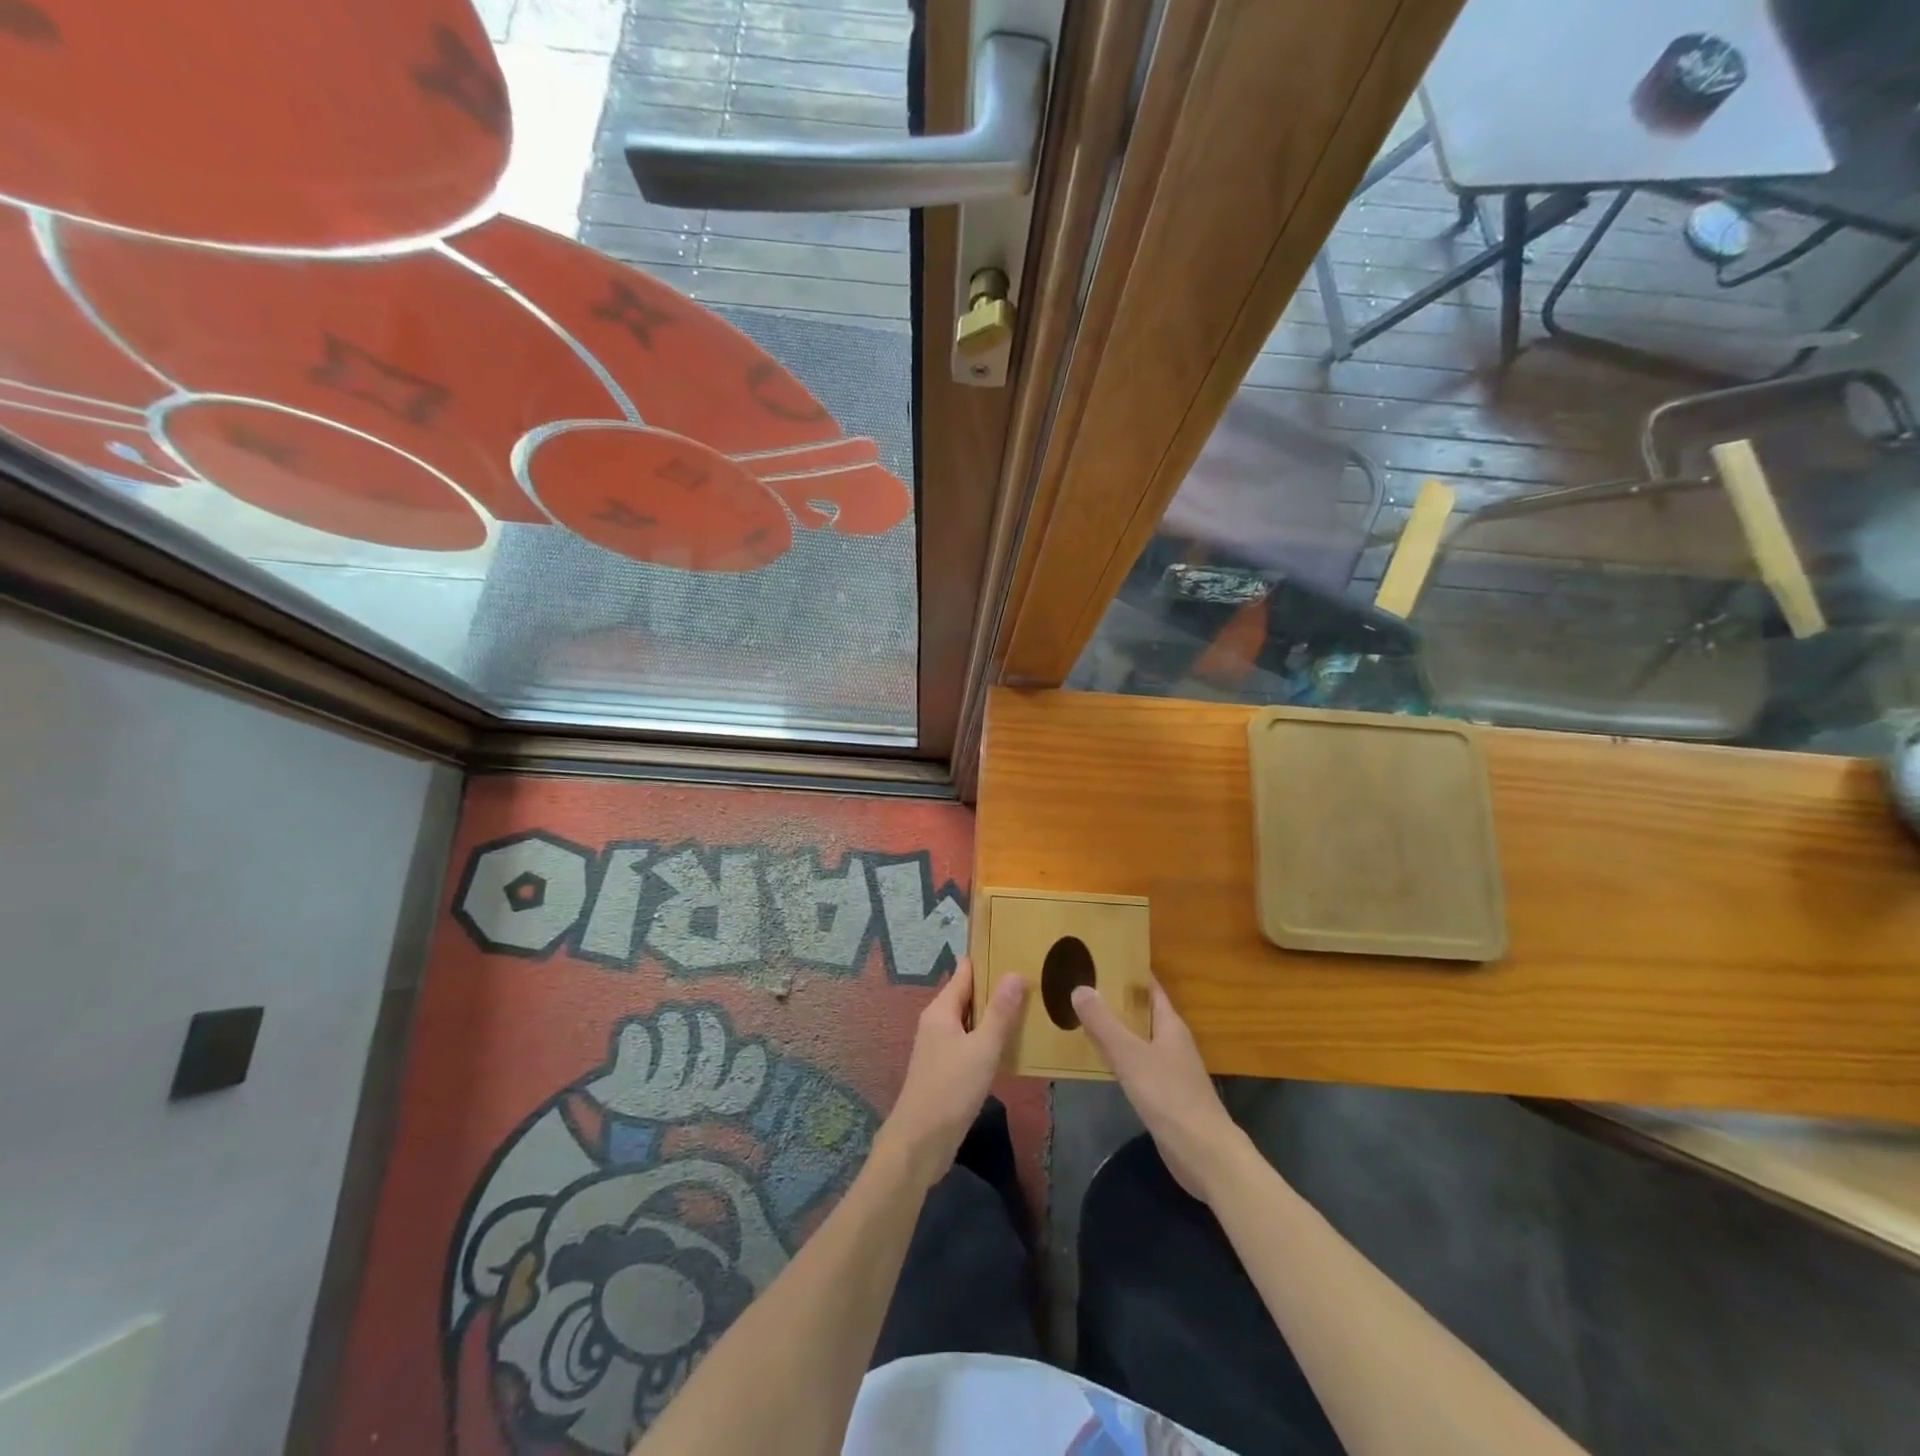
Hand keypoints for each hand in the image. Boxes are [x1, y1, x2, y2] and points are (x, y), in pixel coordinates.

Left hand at [875, 958, 1026, 1189]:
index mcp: (941, 1010)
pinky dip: (988, 1037)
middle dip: (995, 986)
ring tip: (1029, 1006)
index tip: (1015, 947)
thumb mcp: (982, 1048)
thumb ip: (1000, 1012)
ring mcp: (940, 1046)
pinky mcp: (946, 1069)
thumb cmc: (951, 1089)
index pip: (965, 972)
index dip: (987, 959)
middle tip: (1032, 976)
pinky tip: (1011, 1043)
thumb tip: (1015, 973)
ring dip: (994, 1014)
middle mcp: (937, 1022)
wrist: (920, 1142)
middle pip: (968, 994)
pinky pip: (970, 1042)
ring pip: (970, 1020)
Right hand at [1072, 979, 1252, 1204]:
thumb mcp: (1130, 1056)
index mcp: (1170, 1025)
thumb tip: (1080, 987)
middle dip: (1115, 1000)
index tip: (1099, 960)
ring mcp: (1171, 1069)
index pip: (1150, 988)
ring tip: (1081, 1018)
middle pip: (1143, 1012)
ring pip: (1139, 1039)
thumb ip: (1104, 1023)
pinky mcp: (1165, 1094)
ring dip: (1115, 1029)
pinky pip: (1137, 1064)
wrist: (1204, 1155)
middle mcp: (1172, 1041)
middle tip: (1080, 987)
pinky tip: (1098, 1060)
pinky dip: (1119, 1057)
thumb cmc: (1169, 1096)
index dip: (1128, 972)